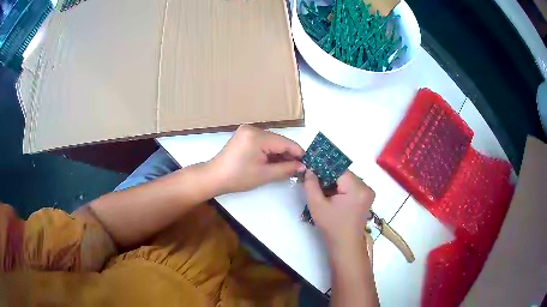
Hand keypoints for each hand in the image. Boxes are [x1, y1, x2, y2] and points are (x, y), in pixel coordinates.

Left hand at [209, 125, 304, 193]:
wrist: (214, 177)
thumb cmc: (238, 177)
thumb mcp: (265, 175)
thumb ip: (286, 169)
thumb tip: (302, 166)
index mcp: (257, 136)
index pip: (285, 143)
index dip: (298, 153)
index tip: (307, 164)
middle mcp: (253, 128)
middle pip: (279, 141)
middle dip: (289, 155)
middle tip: (298, 169)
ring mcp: (247, 131)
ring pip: (272, 141)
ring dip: (280, 154)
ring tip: (287, 167)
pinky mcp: (244, 135)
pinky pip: (263, 142)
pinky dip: (270, 152)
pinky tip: (274, 162)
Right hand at [304, 170, 374, 245]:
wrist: (345, 244)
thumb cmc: (331, 226)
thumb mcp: (317, 205)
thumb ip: (311, 184)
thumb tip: (309, 169)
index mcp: (357, 188)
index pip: (338, 169)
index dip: (324, 169)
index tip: (311, 170)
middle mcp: (366, 187)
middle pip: (344, 174)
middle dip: (328, 177)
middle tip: (314, 182)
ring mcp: (368, 193)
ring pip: (347, 180)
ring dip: (334, 183)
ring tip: (322, 191)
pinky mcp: (366, 198)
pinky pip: (352, 187)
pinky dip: (341, 189)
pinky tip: (331, 197)